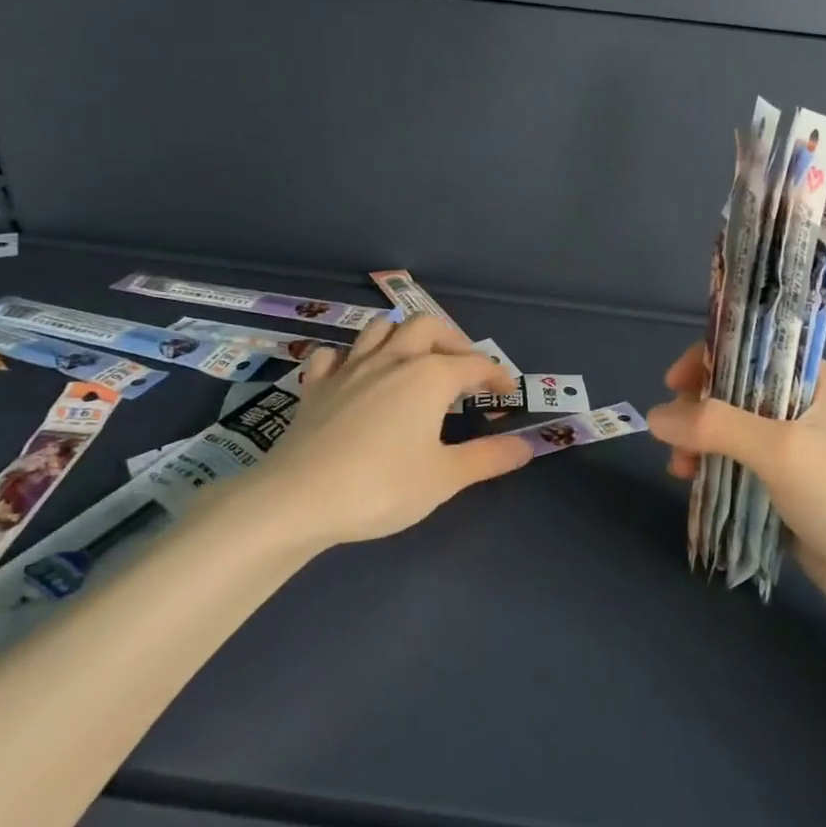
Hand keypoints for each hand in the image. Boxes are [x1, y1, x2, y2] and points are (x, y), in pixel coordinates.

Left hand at [244, 315, 531, 551]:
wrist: (297, 500)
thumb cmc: (382, 487)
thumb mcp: (445, 478)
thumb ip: (488, 457)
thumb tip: (527, 446)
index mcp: (429, 376)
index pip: (475, 364)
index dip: (497, 376)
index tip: (508, 395)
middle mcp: (392, 359)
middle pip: (427, 326)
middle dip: (452, 340)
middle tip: (463, 368)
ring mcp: (349, 368)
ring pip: (380, 328)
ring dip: (403, 336)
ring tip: (414, 361)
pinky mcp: (315, 386)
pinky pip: (333, 355)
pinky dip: (349, 358)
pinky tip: (354, 376)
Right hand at [647, 343, 825, 630]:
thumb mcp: (779, 450)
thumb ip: (715, 426)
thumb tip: (654, 416)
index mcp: (816, 380)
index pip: (751, 350)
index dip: (706, 362)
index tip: (672, 388)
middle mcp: (807, 405)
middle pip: (735, 392)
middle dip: (698, 413)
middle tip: (675, 443)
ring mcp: (799, 447)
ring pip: (733, 432)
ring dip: (702, 445)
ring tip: (681, 472)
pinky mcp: (789, 485)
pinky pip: (740, 464)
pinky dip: (716, 470)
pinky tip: (696, 486)